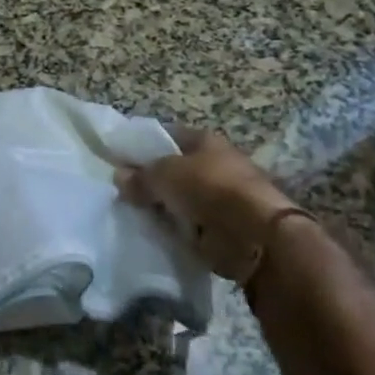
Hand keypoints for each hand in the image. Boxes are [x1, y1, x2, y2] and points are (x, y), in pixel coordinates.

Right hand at [115, 128, 304, 281]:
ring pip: (181, 201)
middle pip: (174, 170)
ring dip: (164, 210)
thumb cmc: (210, 188)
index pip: (166, 136)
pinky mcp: (224, 230)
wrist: (256, 236)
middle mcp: (215, 164)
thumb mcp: (166, 175)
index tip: (118, 160)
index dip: (142, 146)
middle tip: (122, 194)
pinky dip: (177, 233)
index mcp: (204, 140)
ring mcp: (221, 198)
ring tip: (134, 217)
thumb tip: (119, 176)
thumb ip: (142, 176)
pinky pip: (190, 228)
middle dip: (151, 182)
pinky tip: (155, 237)